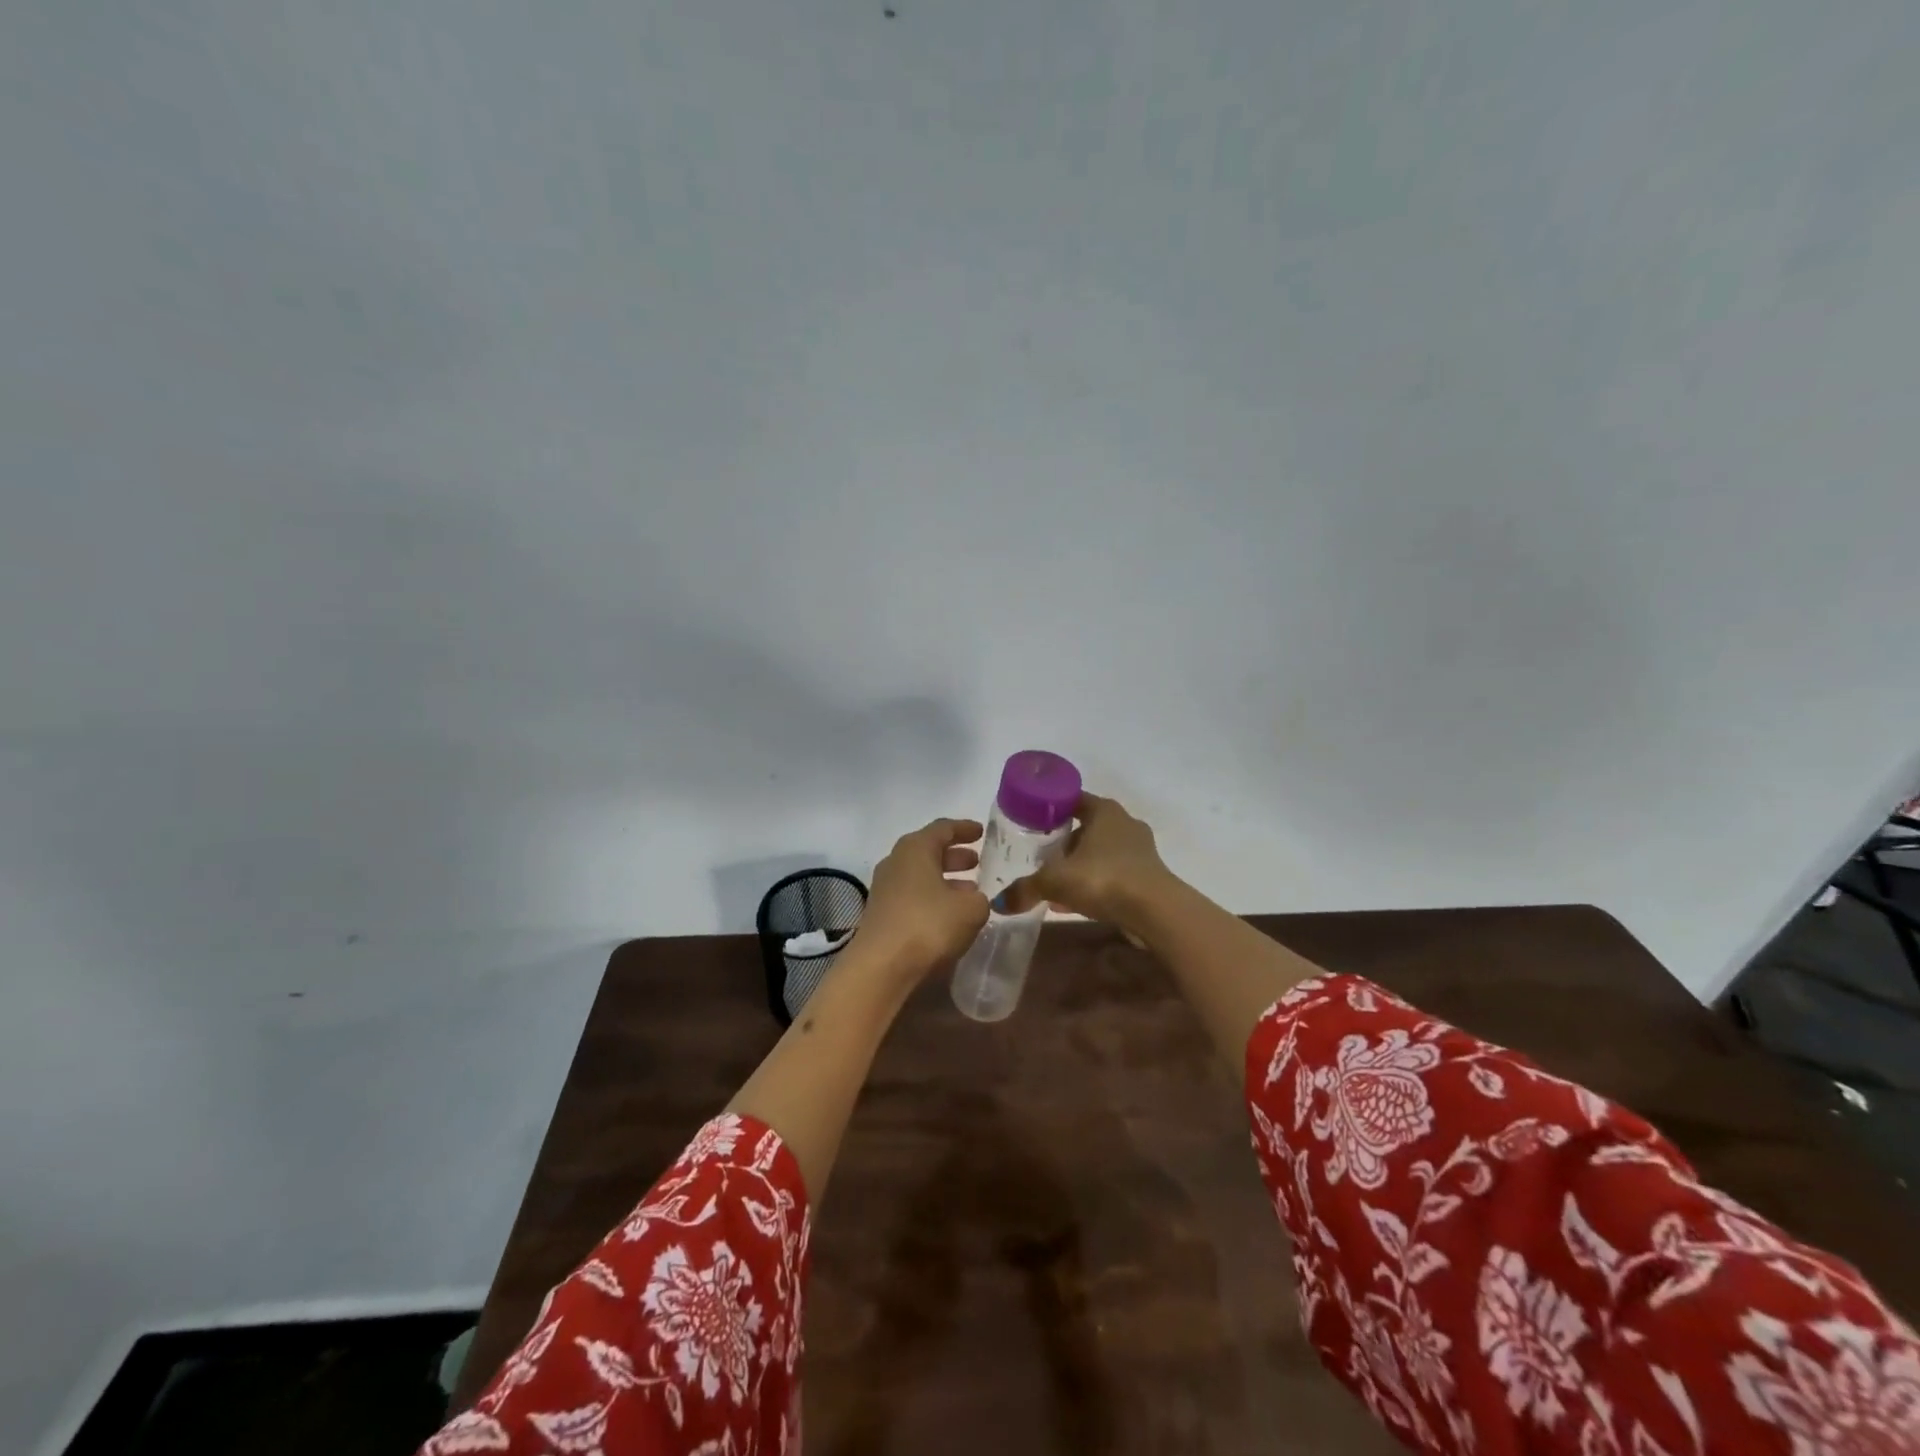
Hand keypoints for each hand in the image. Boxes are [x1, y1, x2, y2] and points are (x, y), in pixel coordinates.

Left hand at [854, 818, 990, 981]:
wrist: (882, 965)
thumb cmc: (928, 924)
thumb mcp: (970, 910)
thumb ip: (980, 899)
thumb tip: (975, 899)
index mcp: (916, 848)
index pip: (943, 828)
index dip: (964, 829)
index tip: (981, 832)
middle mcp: (896, 861)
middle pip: (929, 850)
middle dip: (955, 856)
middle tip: (977, 862)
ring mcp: (885, 887)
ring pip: (921, 874)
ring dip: (945, 879)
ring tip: (970, 891)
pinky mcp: (882, 912)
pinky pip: (913, 895)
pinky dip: (933, 897)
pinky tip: (950, 913)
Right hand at [1028, 792, 1175, 929]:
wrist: (1156, 912)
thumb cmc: (1104, 879)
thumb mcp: (1055, 881)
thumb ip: (1026, 888)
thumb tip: (1000, 903)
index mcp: (1104, 811)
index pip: (1073, 799)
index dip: (1051, 808)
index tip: (1031, 821)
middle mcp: (1124, 823)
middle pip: (1086, 827)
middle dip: (1063, 842)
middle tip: (1039, 856)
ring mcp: (1140, 850)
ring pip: (1100, 853)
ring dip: (1079, 866)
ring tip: (1055, 884)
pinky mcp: (1148, 876)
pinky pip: (1112, 874)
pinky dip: (1094, 883)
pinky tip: (1075, 903)